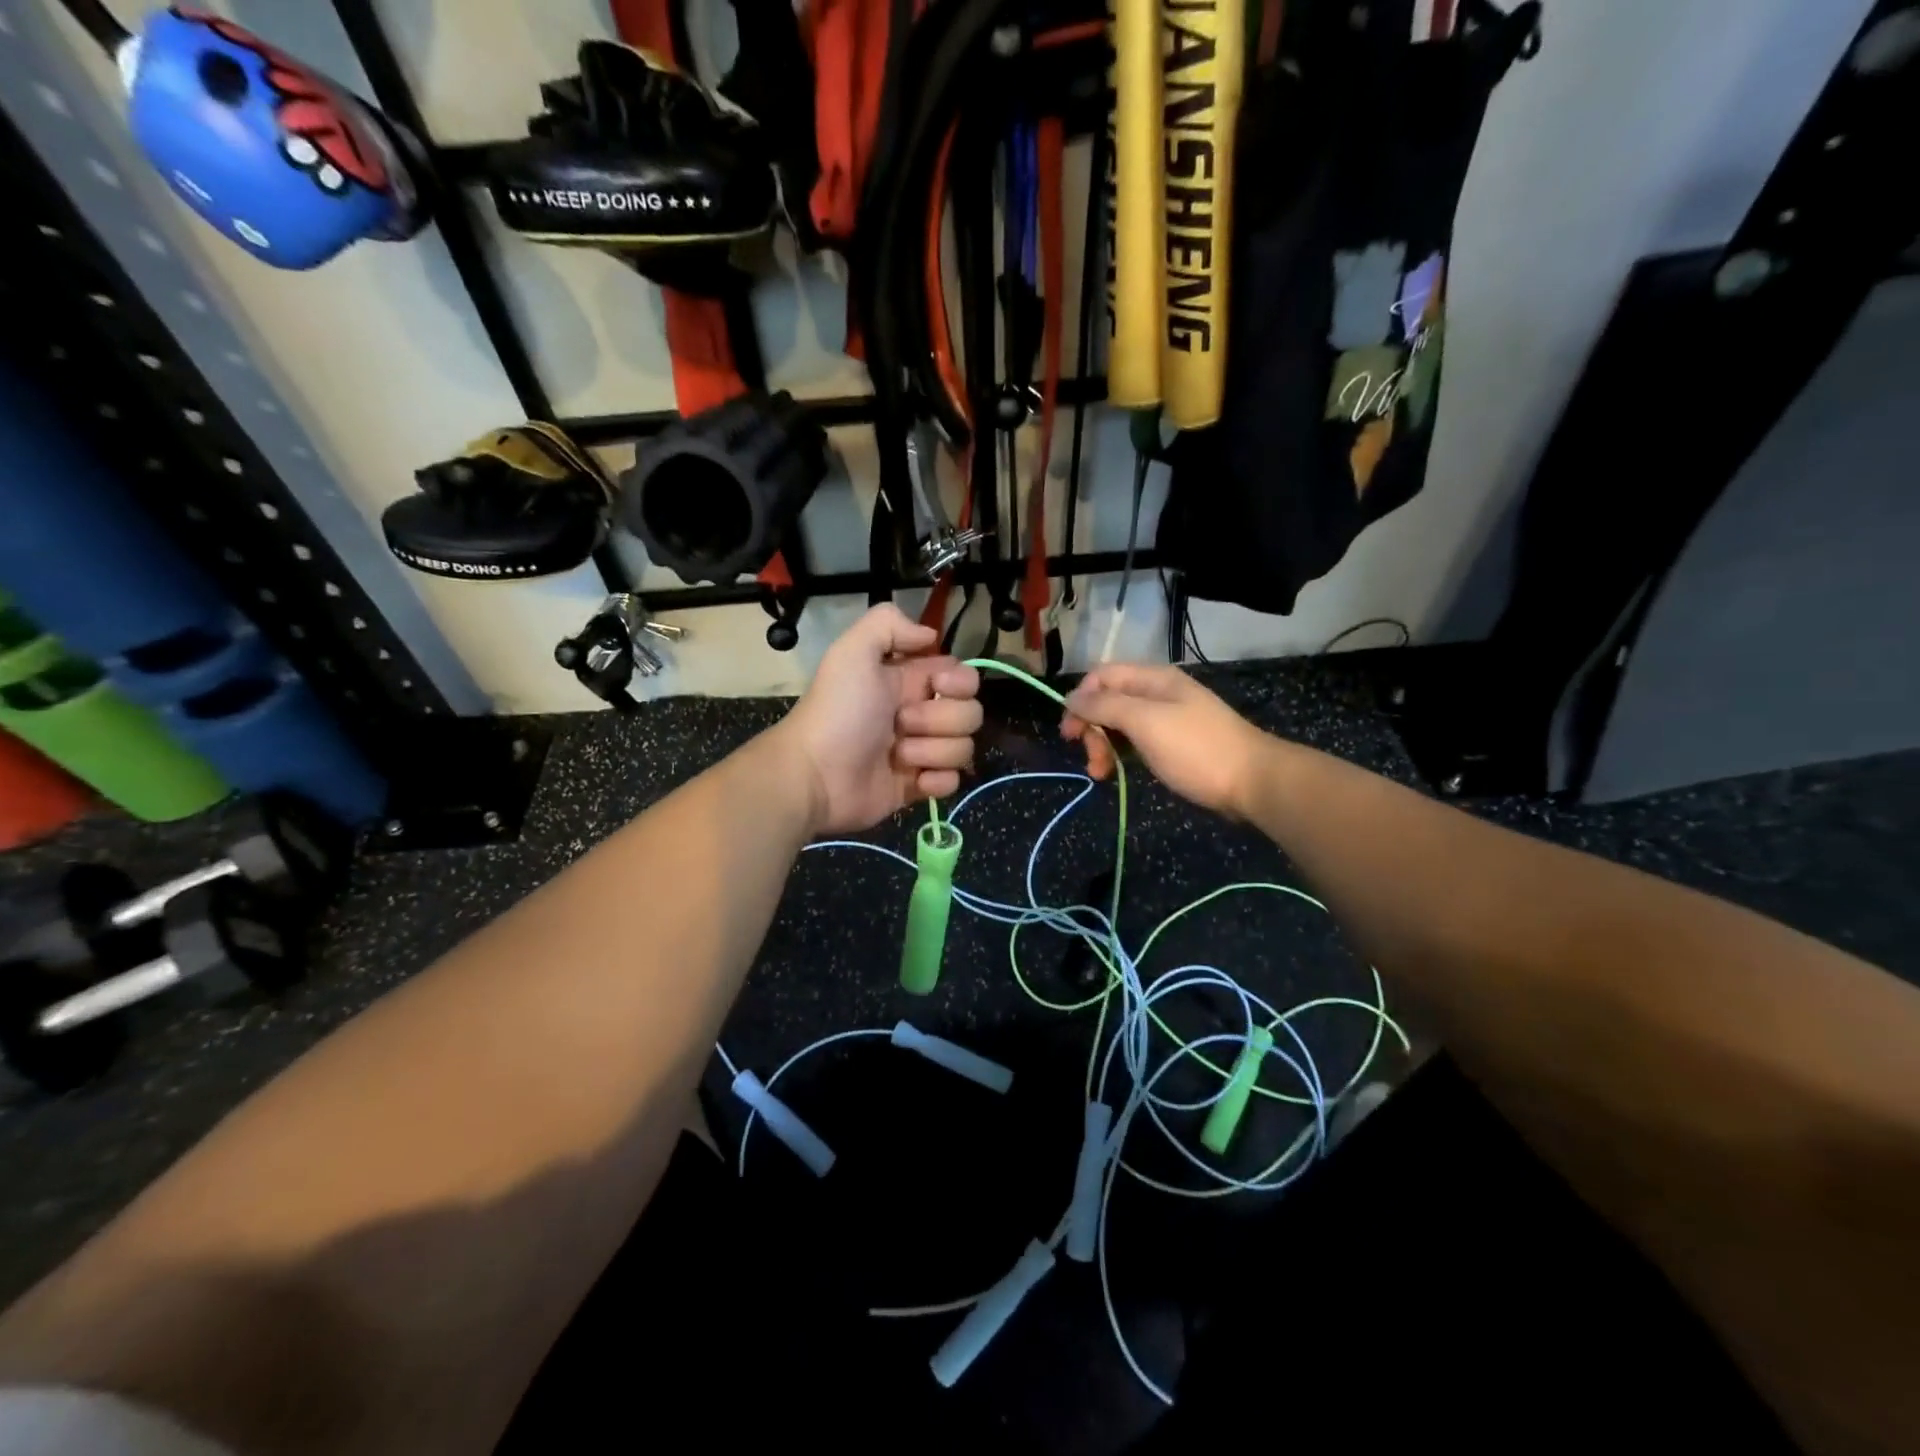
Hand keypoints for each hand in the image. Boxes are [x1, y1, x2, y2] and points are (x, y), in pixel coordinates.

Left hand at [776, 604, 982, 834]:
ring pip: (963, 748)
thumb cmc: (837, 712)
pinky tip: (914, 781)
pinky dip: (936, 782)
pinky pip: (952, 781)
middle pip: (970, 713)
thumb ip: (888, 624)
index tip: (937, 686)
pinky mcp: (919, 786)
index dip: (958, 682)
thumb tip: (930, 635)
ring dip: (931, 751)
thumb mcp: (852, 652)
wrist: (816, 775)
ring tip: (897, 755)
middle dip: (940, 719)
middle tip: (901, 723)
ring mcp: (922, 752)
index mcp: (910, 680)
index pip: (963, 676)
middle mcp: (921, 713)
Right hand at [1061, 664, 1266, 817]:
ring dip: (1103, 746)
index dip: (1080, 700)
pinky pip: (1136, 742)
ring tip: (1101, 774)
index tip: (1069, 733)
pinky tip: (1118, 773)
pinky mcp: (1174, 745)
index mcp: (1152, 679)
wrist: (1253, 782)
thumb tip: (1070, 697)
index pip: (1101, 676)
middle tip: (1091, 760)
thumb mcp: (1146, 722)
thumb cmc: (1196, 749)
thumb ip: (1105, 706)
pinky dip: (1121, 755)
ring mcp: (1167, 719)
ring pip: (1120, 725)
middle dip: (1092, 729)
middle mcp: (1157, 693)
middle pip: (1108, 701)